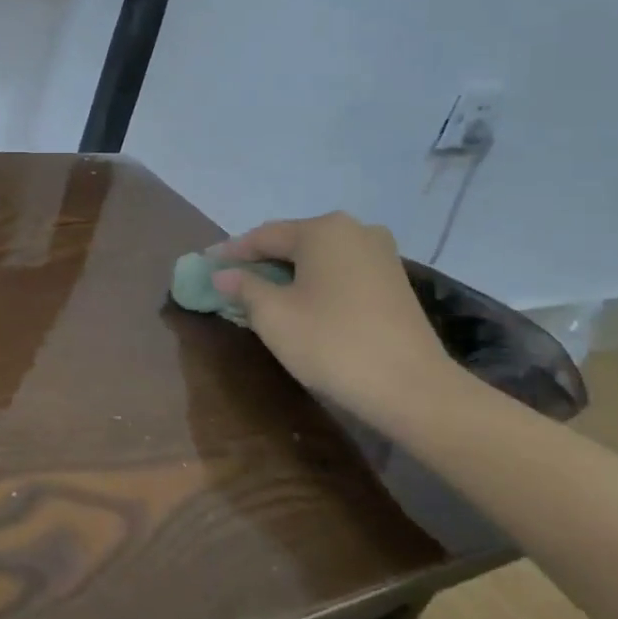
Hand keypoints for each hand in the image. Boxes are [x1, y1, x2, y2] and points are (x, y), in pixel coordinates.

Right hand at [211, 213, 459, 425]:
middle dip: (260, 261)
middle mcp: (355, 230)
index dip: (231, 252)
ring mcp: (380, 254)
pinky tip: (300, 302)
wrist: (412, 388)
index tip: (206, 265)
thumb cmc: (331, 343)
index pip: (263, 236)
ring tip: (262, 293)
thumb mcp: (273, 316)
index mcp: (323, 230)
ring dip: (288, 272)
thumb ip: (244, 288)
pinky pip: (341, 272)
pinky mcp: (394, 280)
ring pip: (319, 257)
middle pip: (293, 242)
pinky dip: (315, 282)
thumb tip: (223, 274)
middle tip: (231, 280)